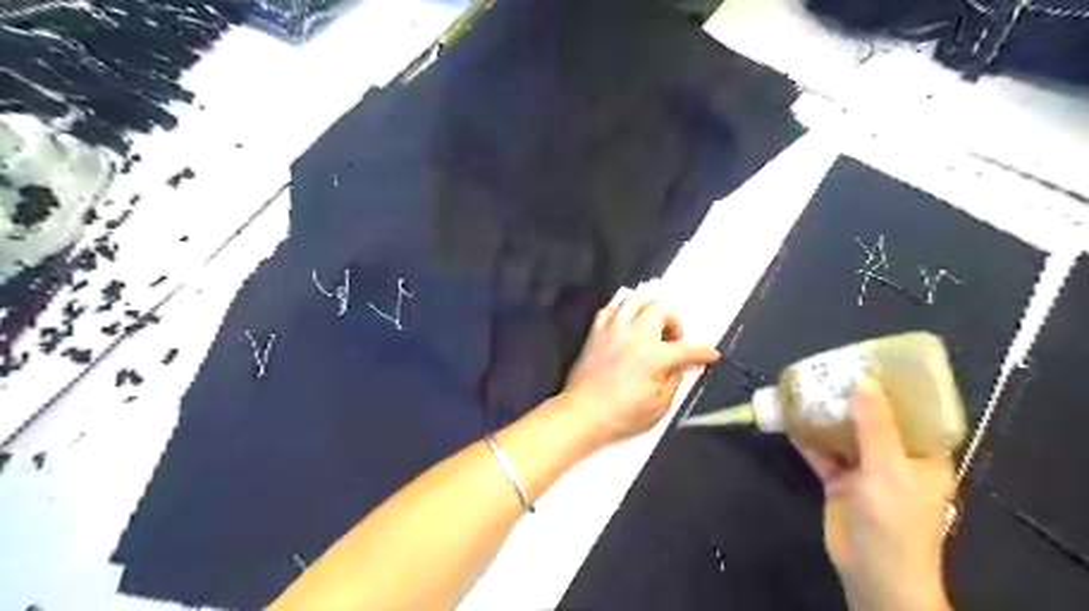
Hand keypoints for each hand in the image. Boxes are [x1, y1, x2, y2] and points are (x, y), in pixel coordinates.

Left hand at [562, 296, 721, 447]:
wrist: (583, 413)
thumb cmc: (621, 415)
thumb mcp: (659, 406)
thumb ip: (675, 380)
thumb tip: (683, 367)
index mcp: (655, 356)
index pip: (687, 349)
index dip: (703, 352)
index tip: (710, 355)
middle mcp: (635, 336)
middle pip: (662, 308)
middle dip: (674, 320)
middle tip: (674, 338)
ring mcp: (614, 331)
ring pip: (635, 300)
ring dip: (648, 310)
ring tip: (651, 327)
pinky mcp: (596, 333)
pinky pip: (610, 311)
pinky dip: (621, 314)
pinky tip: (625, 328)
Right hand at [792, 380, 954, 607]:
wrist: (872, 572)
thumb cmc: (895, 522)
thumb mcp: (889, 469)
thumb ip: (876, 426)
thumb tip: (865, 382)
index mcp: (922, 455)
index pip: (915, 413)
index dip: (898, 388)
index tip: (875, 363)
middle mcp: (895, 458)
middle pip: (874, 420)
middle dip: (853, 397)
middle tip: (831, 370)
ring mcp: (865, 470)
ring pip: (845, 434)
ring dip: (826, 416)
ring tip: (807, 387)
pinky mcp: (839, 481)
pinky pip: (822, 453)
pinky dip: (807, 438)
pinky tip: (789, 419)